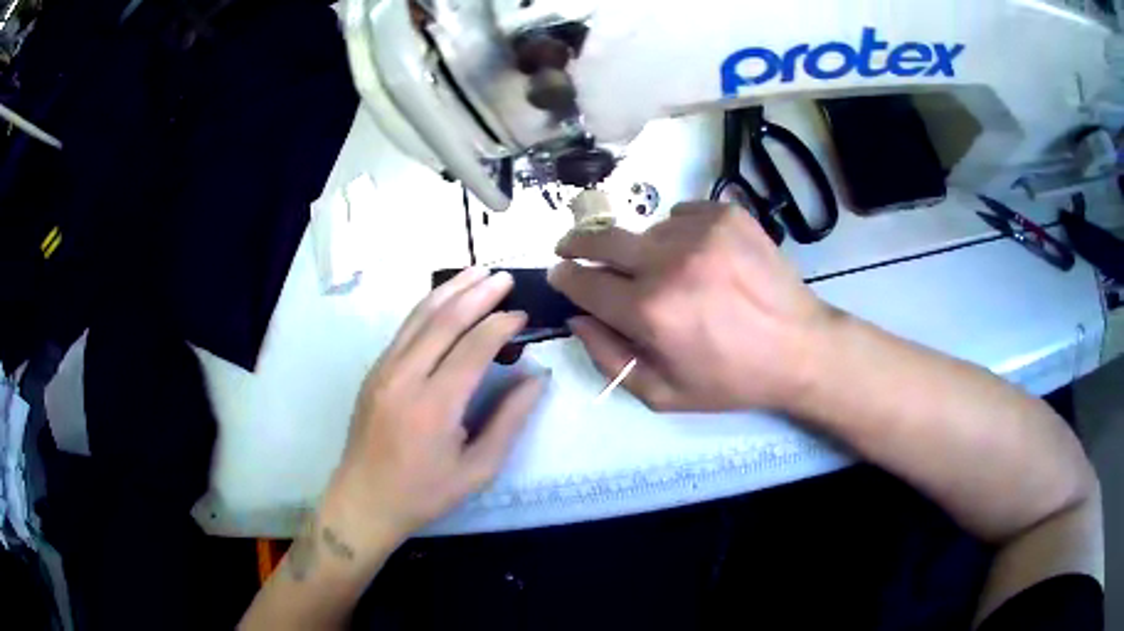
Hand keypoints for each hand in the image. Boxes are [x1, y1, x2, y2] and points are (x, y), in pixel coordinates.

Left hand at [323, 268, 547, 551]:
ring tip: (477, 271)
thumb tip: (537, 378)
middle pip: (444, 321)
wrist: (364, 500)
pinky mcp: (374, 371)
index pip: (473, 347)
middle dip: (478, 294)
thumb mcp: (478, 470)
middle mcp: (405, 378)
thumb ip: (510, 421)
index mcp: (434, 406)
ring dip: (450, 290)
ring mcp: (383, 370)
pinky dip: (428, 307)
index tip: (521, 315)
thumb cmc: (425, 492)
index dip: (501, 325)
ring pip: (419, 316)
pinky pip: (404, 329)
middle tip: (504, 277)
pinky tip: (444, 298)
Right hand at [549, 202, 834, 412]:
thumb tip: (576, 318)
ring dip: (642, 249)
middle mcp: (669, 262)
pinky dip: (678, 233)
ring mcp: (700, 231)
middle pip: (603, 240)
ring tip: (665, 271)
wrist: (800, 348)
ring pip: (645, 230)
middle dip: (578, 244)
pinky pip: (681, 215)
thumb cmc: (731, 379)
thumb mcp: (663, 393)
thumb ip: (609, 357)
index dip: (565, 277)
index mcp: (650, 311)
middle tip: (571, 248)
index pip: (584, 281)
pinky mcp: (726, 214)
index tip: (559, 272)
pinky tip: (698, 256)